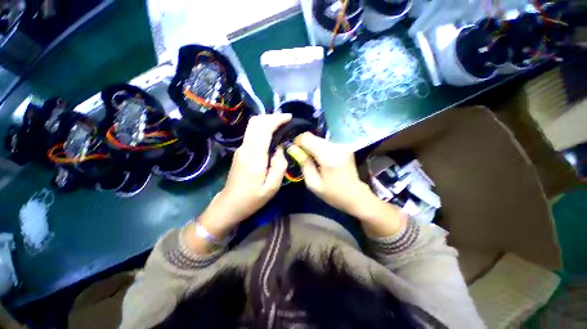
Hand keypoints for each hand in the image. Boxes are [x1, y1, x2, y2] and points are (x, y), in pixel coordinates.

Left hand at [200, 114, 290, 232]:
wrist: (229, 205)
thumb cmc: (252, 199)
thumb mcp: (272, 187)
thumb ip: (280, 165)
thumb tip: (279, 148)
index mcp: (254, 157)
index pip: (263, 128)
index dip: (277, 119)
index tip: (289, 118)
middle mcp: (245, 148)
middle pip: (256, 122)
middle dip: (272, 117)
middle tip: (286, 121)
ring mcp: (241, 149)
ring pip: (253, 126)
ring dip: (267, 122)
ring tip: (281, 127)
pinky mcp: (240, 152)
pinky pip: (252, 134)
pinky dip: (263, 129)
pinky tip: (272, 137)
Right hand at [293, 132, 371, 214]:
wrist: (356, 195)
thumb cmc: (333, 194)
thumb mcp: (313, 184)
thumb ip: (304, 165)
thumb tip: (295, 150)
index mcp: (328, 158)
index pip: (307, 138)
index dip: (297, 141)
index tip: (294, 150)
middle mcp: (337, 147)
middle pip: (313, 137)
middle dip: (304, 144)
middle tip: (302, 156)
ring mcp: (343, 146)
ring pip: (319, 139)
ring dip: (312, 147)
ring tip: (313, 160)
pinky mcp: (345, 146)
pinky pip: (326, 143)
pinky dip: (320, 148)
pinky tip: (321, 159)